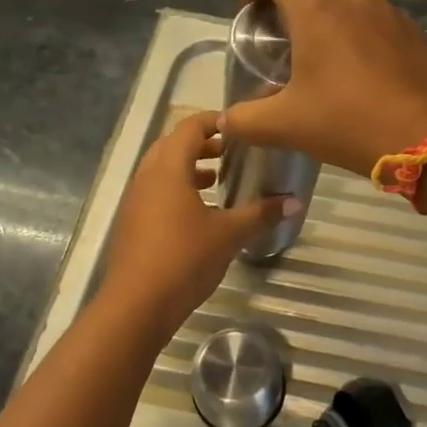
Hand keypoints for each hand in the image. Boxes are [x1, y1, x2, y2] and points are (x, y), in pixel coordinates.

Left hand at [98, 111, 296, 331]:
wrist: (136, 305)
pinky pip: (154, 193)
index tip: (238, 127)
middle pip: (171, 145)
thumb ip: (261, 214)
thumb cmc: (184, 259)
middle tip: (229, 153)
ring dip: (186, 168)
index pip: (189, 128)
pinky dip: (175, 190)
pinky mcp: (131, 224)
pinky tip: (198, 214)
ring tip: (215, 180)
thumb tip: (295, 202)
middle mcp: (146, 177)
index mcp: (168, 169)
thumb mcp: (229, 235)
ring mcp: (135, 201)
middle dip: (200, 145)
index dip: (213, 121)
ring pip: (160, 170)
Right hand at [225, 0, 426, 175]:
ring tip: (324, 53)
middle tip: (288, 34)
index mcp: (317, 10)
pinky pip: (378, 18)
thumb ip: (247, 121)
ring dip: (331, 11)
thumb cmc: (351, 123)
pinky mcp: (414, 34)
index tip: (249, 9)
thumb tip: (225, 121)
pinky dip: (361, 30)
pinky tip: (360, 71)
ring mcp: (390, 14)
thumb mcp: (287, 126)